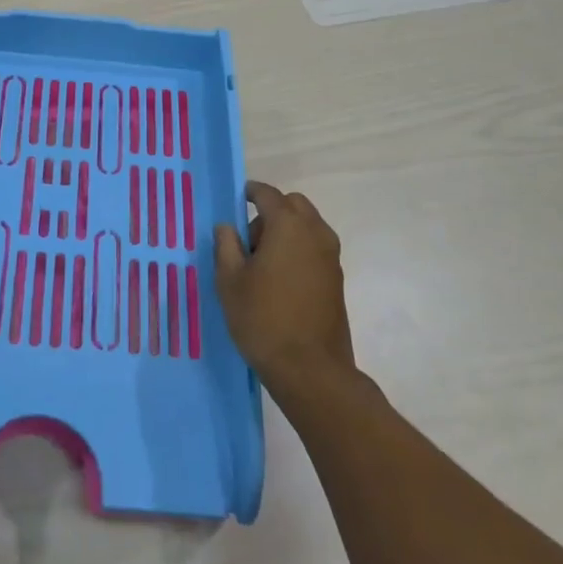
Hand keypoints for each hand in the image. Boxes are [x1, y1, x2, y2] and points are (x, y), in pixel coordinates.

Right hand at [214, 180, 356, 401]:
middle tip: (248, 240)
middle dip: (271, 212)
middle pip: (293, 205)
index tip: (236, 200)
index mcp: (288, 225)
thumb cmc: (263, 319)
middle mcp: (315, 233)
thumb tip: (227, 227)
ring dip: (286, 231)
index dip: (250, 192)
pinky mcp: (337, 280)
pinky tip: (279, 280)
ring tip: (262, 265)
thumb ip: (226, 245)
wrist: (311, 371)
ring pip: (307, 226)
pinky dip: (298, 250)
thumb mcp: (230, 281)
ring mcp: (331, 257)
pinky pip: (315, 248)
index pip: (268, 194)